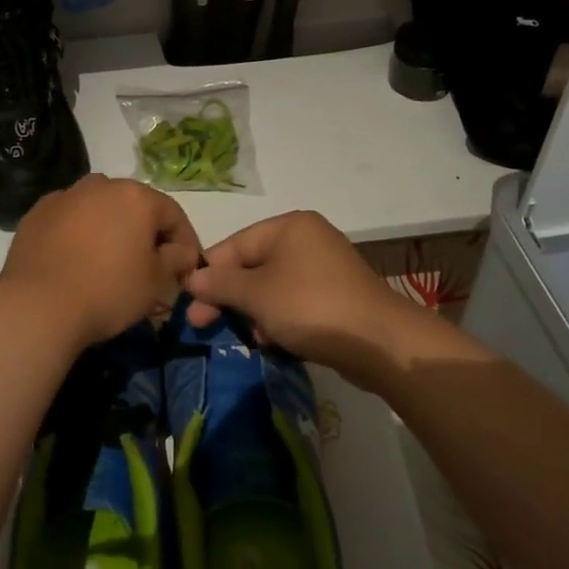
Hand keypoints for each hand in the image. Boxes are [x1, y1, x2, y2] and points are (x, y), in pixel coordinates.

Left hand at [0, 175, 203, 351]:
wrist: (38, 306)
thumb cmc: (108, 291)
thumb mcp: (156, 282)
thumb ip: (177, 260)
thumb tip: (182, 252)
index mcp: (136, 196)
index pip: (173, 214)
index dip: (185, 242)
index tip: (187, 268)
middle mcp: (101, 185)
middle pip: (134, 207)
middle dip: (145, 233)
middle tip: (149, 265)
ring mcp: (65, 195)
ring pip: (99, 209)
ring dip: (110, 229)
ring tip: (109, 261)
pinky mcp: (37, 213)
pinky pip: (69, 219)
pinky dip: (78, 234)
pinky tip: (76, 260)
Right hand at [184, 212, 424, 390]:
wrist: (380, 342)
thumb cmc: (311, 307)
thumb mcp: (257, 295)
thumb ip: (221, 284)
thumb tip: (191, 278)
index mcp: (288, 226)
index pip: (234, 245)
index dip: (208, 274)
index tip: (188, 304)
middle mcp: (306, 239)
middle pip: (252, 265)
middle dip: (229, 296)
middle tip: (203, 324)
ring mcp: (323, 267)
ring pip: (272, 286)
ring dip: (254, 311)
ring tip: (249, 336)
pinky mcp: (335, 295)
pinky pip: (293, 301)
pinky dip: (278, 318)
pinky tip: (272, 340)